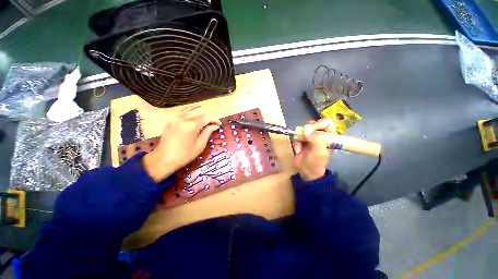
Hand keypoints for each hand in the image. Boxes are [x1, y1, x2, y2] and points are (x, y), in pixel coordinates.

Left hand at [143, 106, 220, 181]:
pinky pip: (184, 111)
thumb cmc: (184, 155)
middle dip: (208, 116)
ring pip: (191, 109)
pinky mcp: (171, 119)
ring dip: (200, 113)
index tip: (219, 125)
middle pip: (200, 110)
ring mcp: (175, 117)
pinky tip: (194, 120)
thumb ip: (207, 133)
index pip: (207, 117)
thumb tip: (215, 126)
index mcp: (191, 125)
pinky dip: (192, 113)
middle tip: (212, 124)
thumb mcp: (199, 145)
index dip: (215, 120)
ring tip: (204, 122)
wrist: (163, 159)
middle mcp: (183, 118)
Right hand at [293, 118, 335, 180]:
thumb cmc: (315, 163)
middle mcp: (320, 135)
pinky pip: (297, 135)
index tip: (311, 131)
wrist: (305, 171)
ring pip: (303, 129)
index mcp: (330, 137)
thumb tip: (306, 128)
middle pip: (313, 124)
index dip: (318, 125)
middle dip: (307, 131)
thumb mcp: (319, 152)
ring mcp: (310, 137)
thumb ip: (316, 140)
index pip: (326, 123)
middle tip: (305, 138)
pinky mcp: (302, 140)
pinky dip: (296, 141)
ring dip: (300, 137)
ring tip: (300, 146)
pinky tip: (298, 149)